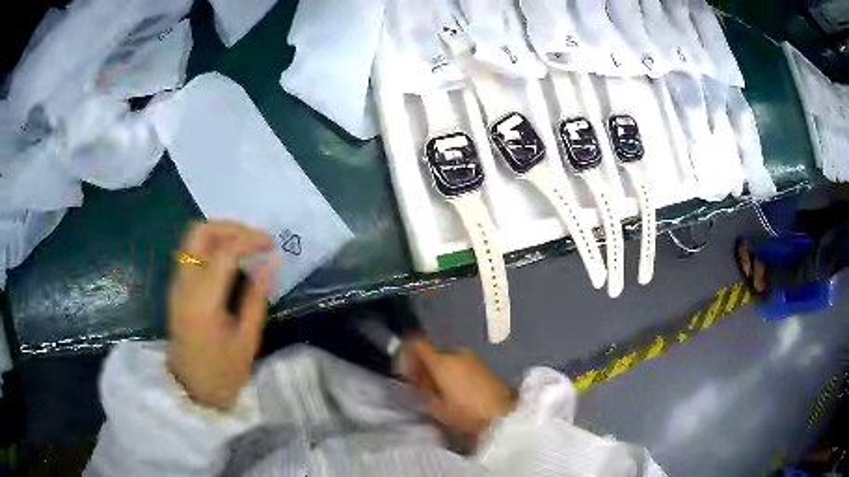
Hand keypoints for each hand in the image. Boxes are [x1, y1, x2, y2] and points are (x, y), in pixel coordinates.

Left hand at [167, 221, 273, 410]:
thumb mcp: (247, 341)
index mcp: (203, 303)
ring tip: (244, 246)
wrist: (190, 390)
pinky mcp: (175, 287)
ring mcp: (176, 284)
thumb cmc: (222, 373)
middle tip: (254, 239)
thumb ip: (256, 299)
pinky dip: (211, 245)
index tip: (271, 243)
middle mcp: (183, 285)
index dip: (250, 240)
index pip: (223, 253)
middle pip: (199, 232)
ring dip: (219, 233)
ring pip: (192, 237)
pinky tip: (229, 259)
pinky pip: (191, 251)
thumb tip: (268, 264)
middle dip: (229, 227)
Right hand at [402, 340, 515, 438]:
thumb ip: (422, 389)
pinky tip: (454, 389)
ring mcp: (471, 358)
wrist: (503, 415)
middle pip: (432, 351)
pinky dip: (452, 371)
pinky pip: (459, 363)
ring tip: (437, 390)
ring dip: (438, 368)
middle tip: (420, 384)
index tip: (403, 368)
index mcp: (441, 361)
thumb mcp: (436, 407)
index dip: (406, 352)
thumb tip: (414, 377)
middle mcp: (456, 353)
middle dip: (423, 364)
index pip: (417, 343)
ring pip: (446, 358)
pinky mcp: (482, 365)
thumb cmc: (466, 414)